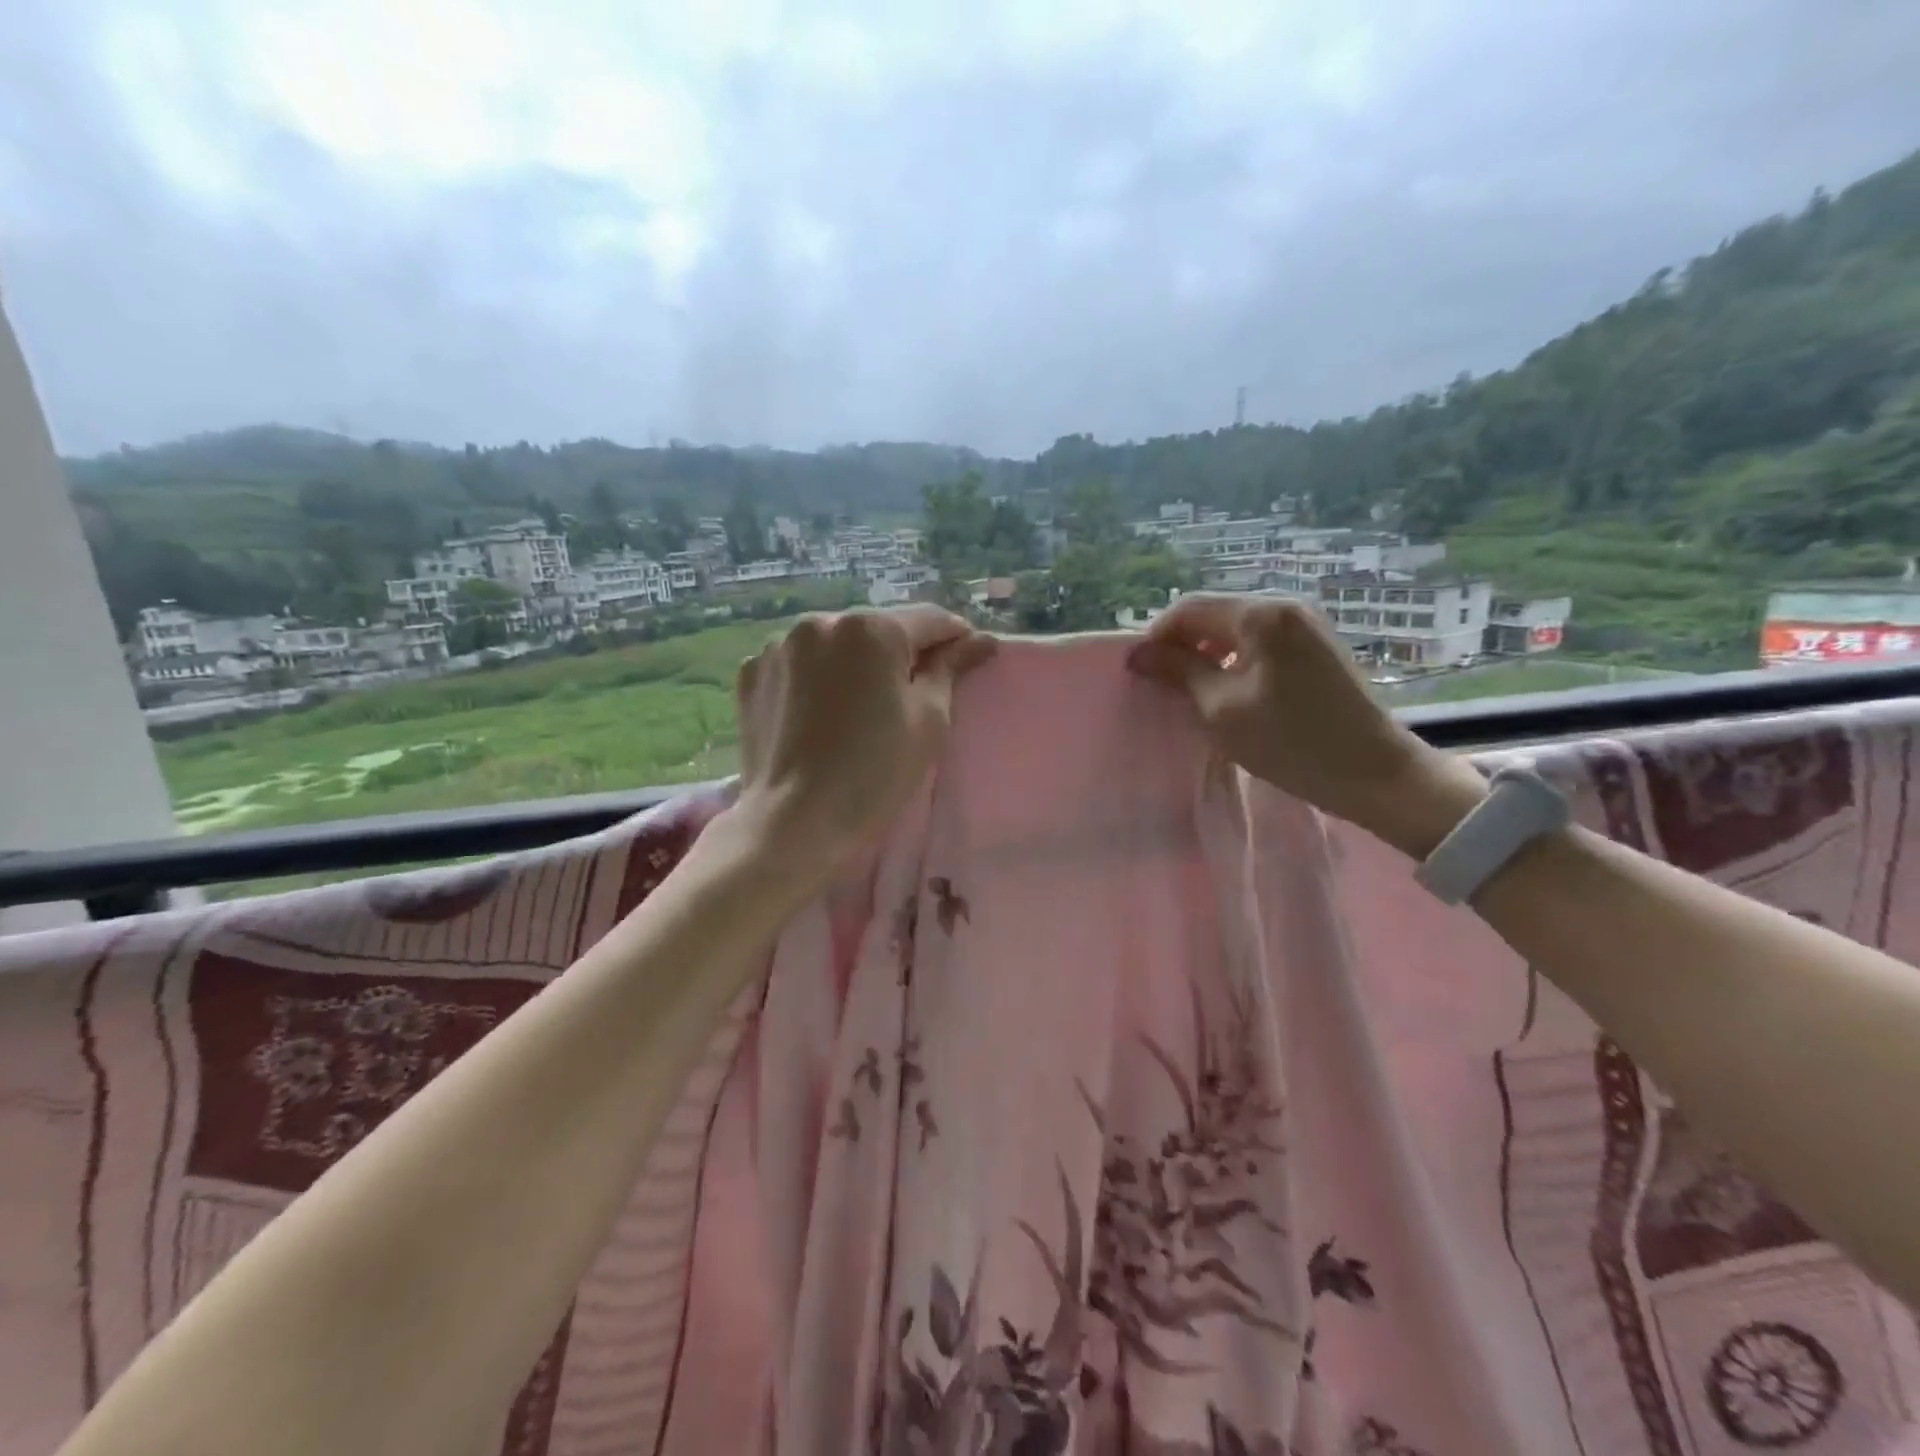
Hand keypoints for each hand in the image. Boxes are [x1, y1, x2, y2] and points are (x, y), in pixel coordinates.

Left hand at [732, 605, 995, 873]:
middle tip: (914, 691)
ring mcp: (779, 646)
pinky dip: (815, 678)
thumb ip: (951, 668)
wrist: (794, 823)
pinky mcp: (751, 673)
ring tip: (860, 705)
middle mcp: (820, 622)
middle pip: (878, 629)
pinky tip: (821, 713)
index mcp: (871, 629)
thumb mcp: (929, 721)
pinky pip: (798, 663)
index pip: (929, 619)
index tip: (970, 656)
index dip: (956, 637)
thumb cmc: (875, 773)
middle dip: (901, 652)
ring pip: (835, 644)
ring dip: (854, 662)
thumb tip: (980, 640)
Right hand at [1127, 594, 1486, 856]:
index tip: (1141, 673)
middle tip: (1165, 686)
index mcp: (1261, 615)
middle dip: (1183, 645)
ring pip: (1236, 628)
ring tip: (1195, 693)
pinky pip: (1260, 641)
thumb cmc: (1291, 742)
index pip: (1189, 608)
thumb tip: (1138, 653)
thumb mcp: (1222, 709)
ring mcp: (1306, 624)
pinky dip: (1235, 660)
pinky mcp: (1317, 646)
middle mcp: (1285, 606)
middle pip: (1214, 613)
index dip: (1157, 637)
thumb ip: (1179, 672)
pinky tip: (1231, 692)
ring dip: (1208, 654)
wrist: (1375, 773)